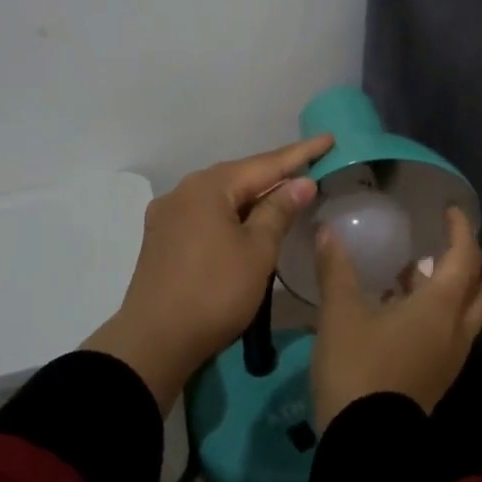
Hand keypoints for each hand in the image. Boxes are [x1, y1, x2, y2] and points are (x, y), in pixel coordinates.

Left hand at [83, 134, 333, 413]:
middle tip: (311, 167)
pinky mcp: (162, 239)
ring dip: (253, 195)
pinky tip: (246, 221)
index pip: (265, 163)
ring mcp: (168, 215)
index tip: (329, 139)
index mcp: (209, 187)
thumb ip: (278, 211)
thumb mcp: (257, 251)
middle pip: (239, 176)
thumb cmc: (214, 292)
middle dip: (275, 173)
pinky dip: (232, 213)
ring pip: (221, 196)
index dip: (301, 154)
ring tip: (284, 193)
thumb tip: (300, 182)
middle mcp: (184, 191)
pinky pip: (206, 214)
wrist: (153, 342)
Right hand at [310, 205, 481, 431]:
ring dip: (447, 289)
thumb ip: (336, 269)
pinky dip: (436, 312)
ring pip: (464, 312)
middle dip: (463, 262)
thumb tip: (328, 230)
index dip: (461, 230)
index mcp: (440, 307)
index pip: (466, 257)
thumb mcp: (340, 313)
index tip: (450, 211)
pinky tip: (398, 310)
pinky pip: (449, 333)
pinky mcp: (437, 377)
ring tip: (410, 273)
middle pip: (478, 287)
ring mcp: (450, 358)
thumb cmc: (358, 367)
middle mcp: (455, 330)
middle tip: (437, 245)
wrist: (366, 443)